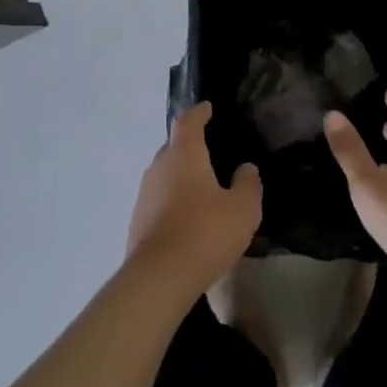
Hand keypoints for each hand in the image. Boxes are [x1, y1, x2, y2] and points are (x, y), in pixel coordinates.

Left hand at [126, 103, 261, 297]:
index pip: (188, 122)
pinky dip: (172, 200)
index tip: (207, 108)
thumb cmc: (205, 232)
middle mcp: (159, 167)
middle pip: (173, 147)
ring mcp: (144, 194)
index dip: (199, 113)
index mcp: (184, 154)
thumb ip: (248, 184)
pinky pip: (158, 199)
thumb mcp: (243, 209)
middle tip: (208, 152)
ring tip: (200, 188)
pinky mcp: (137, 221)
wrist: (159, 277)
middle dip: (189, 146)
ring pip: (164, 174)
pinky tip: (187, 218)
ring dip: (180, 176)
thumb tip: (246, 168)